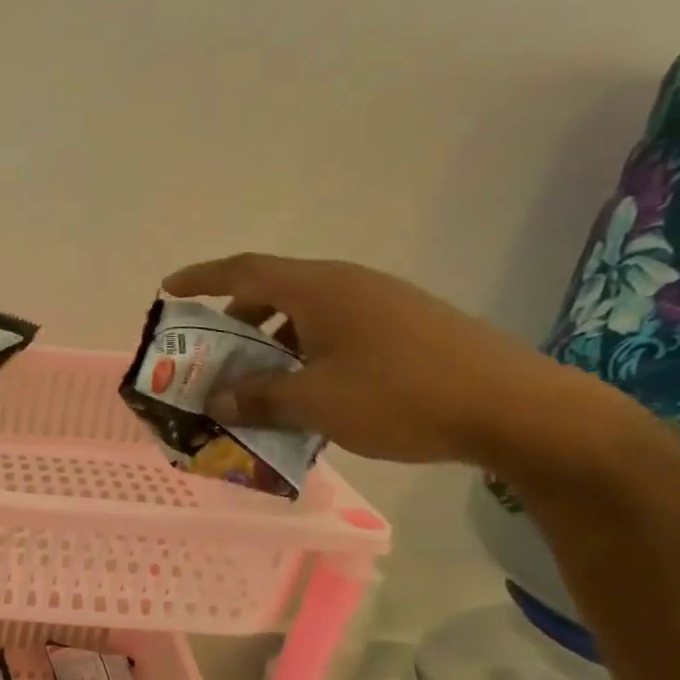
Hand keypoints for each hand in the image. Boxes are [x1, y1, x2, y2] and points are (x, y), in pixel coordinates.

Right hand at [161, 254, 625, 469]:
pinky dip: (304, 357)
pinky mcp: (404, 330)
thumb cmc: (400, 395)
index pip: (245, 271)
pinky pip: (334, 334)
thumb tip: (215, 399)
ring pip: (305, 317)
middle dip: (235, 322)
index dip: (202, 278)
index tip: (168, 290)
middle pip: (274, 292)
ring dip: (270, 345)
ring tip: (253, 385)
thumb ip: (258, 397)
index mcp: (320, 289)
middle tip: (210, 356)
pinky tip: (304, 396)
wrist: (511, 408)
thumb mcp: (315, 402)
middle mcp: (348, 286)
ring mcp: (380, 306)